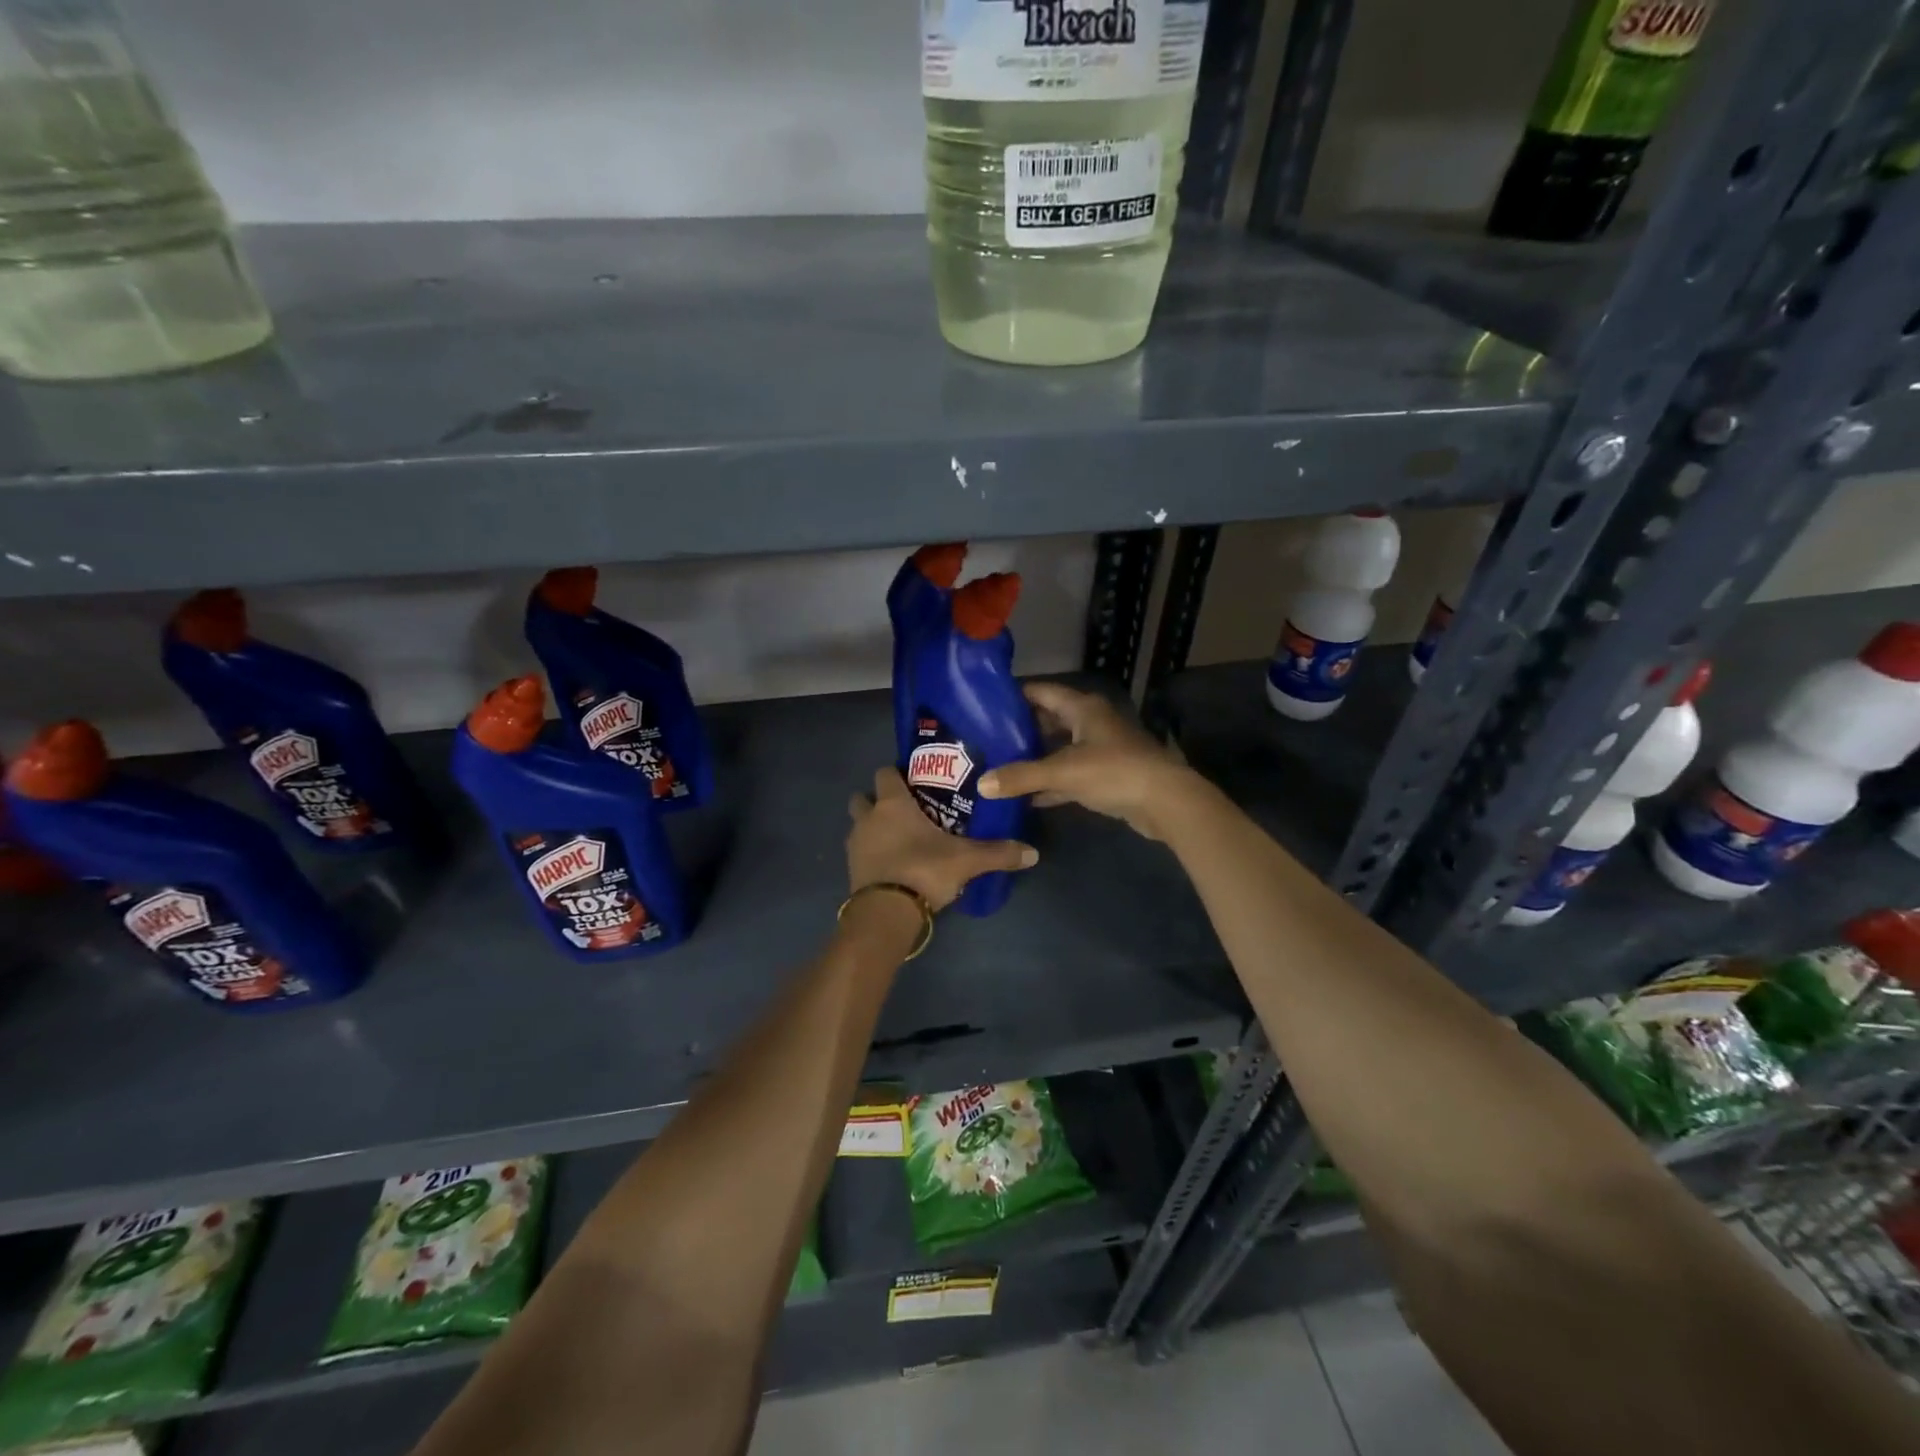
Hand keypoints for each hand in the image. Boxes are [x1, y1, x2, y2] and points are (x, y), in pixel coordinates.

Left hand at [847, 769, 1036, 911]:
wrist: (886, 912)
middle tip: (903, 809)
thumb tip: (1033, 852)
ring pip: (858, 825)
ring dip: (871, 827)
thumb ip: (999, 853)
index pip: (885, 773)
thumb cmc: (923, 870)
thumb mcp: (967, 861)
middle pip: (862, 797)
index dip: (896, 774)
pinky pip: (859, 851)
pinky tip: (891, 863)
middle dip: (876, 800)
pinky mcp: (850, 869)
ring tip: (897, 838)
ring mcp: (855, 844)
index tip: (913, 780)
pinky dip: (870, 853)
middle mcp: (868, 818)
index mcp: (892, 804)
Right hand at [977, 683, 1204, 841]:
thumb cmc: (1114, 772)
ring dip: (1035, 757)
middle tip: (987, 738)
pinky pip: (1070, 774)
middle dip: (1021, 729)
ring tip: (1000, 765)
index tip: (985, 703)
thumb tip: (982, 784)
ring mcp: (1101, 749)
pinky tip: (1027, 796)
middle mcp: (1092, 722)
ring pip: (1059, 748)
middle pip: (1049, 720)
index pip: (1042, 692)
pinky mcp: (1107, 775)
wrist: (1165, 802)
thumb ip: (1021, 777)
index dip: (1015, 695)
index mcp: (1082, 708)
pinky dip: (1051, 782)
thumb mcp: (1062, 772)